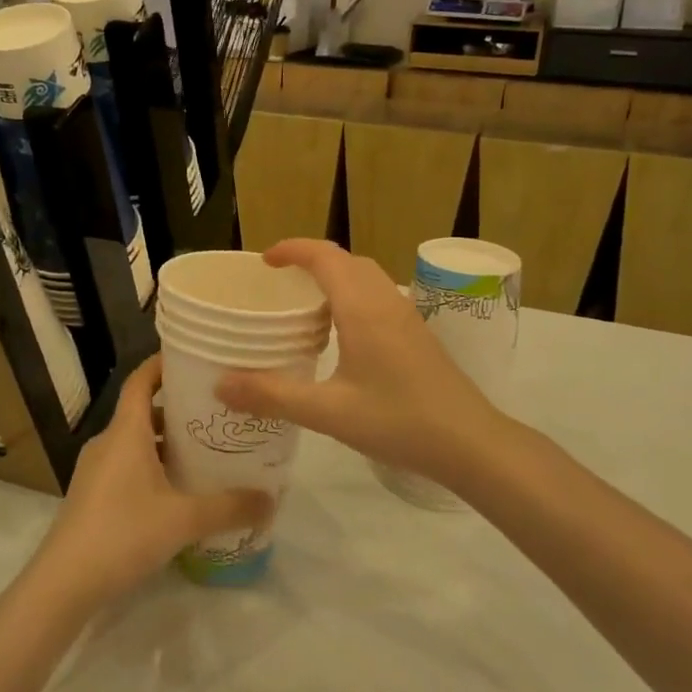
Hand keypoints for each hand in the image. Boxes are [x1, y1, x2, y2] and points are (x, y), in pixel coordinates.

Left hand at [34, 355, 273, 610]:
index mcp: (125, 432)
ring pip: (135, 441)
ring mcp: (96, 470)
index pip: (141, 379)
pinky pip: (127, 465)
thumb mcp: (184, 520)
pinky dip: (153, 465)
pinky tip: (178, 490)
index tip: (195, 359)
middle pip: (142, 410)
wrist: (63, 584)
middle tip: (217, 413)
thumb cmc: (123, 534)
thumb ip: (229, 507)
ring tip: (205, 451)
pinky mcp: (92, 495)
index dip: (163, 364)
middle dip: (178, 408)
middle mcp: (108, 442)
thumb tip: (270, 499)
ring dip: (166, 441)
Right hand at [216, 240, 502, 481]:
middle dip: (311, 260)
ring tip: (305, 304)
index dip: (292, 249)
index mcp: (362, 308)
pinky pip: (378, 296)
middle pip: (346, 261)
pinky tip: (341, 334)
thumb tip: (221, 384)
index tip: (264, 261)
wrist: (470, 442)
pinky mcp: (417, 334)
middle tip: (280, 282)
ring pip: (366, 277)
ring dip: (335, 276)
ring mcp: (406, 316)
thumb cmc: (399, 421)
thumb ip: (273, 396)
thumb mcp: (329, 413)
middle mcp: (385, 301)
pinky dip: (352, 296)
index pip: (324, 256)